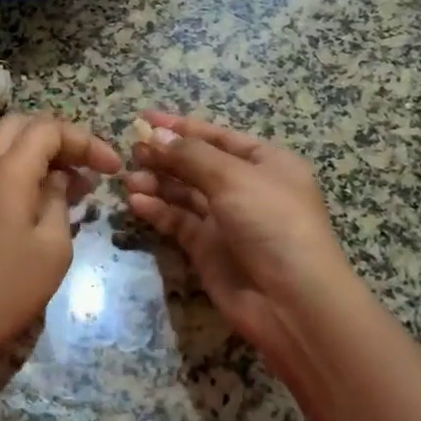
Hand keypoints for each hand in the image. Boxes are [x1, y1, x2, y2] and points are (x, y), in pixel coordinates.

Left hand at [0, 114, 123, 365]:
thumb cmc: (5, 287)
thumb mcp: (51, 247)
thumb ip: (58, 203)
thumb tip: (58, 181)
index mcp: (9, 171)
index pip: (49, 129)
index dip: (86, 140)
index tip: (114, 169)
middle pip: (23, 127)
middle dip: (61, 138)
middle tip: (89, 166)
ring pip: (10, 151)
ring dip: (45, 158)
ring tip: (79, 190)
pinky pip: (3, 176)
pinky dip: (30, 178)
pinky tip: (51, 209)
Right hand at [124, 111, 360, 356]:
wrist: (292, 302)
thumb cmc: (272, 223)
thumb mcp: (233, 178)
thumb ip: (190, 155)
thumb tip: (155, 135)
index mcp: (265, 162)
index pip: (216, 136)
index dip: (180, 127)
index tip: (143, 118)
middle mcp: (245, 187)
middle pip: (197, 164)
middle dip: (165, 156)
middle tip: (131, 150)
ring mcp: (226, 219)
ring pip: (184, 193)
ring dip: (157, 183)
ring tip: (128, 178)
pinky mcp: (208, 249)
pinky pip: (178, 221)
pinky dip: (158, 210)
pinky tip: (136, 202)